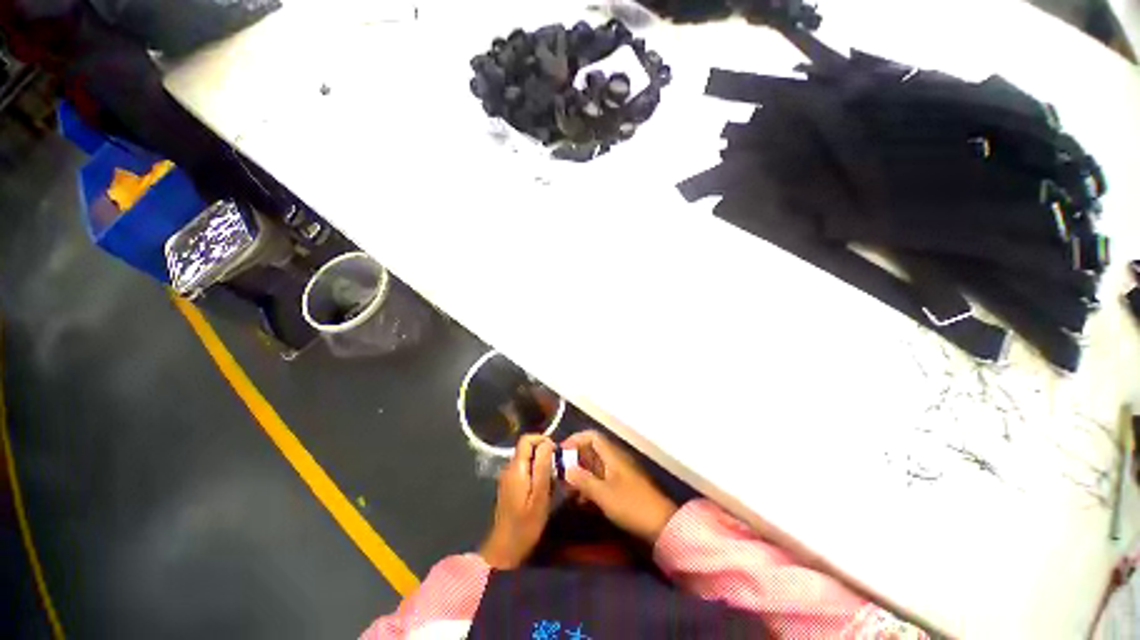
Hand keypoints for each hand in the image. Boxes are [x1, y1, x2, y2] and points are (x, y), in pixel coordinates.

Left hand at [478, 435, 554, 569]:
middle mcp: (509, 467)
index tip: (556, 452)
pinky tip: (544, 489)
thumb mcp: (540, 495)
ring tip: (553, 480)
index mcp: (516, 467)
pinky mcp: (510, 486)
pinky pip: (525, 469)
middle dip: (544, 453)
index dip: (542, 439)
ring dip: (541, 464)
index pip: (527, 439)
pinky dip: (536, 473)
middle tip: (558, 468)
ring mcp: (508, 477)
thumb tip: (547, 443)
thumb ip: (543, 467)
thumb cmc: (526, 524)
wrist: (505, 550)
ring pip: (527, 459)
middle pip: (527, 448)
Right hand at [562, 431, 677, 543]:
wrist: (661, 524)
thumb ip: (584, 480)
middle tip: (560, 473)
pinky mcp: (622, 486)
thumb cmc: (631, 505)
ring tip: (568, 489)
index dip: (575, 440)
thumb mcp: (604, 494)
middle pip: (591, 450)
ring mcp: (619, 472)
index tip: (561, 452)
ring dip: (581, 474)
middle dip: (575, 459)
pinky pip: (601, 478)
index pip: (592, 436)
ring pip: (595, 466)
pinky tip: (582, 500)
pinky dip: (590, 485)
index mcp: (612, 455)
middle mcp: (615, 459)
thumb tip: (565, 469)